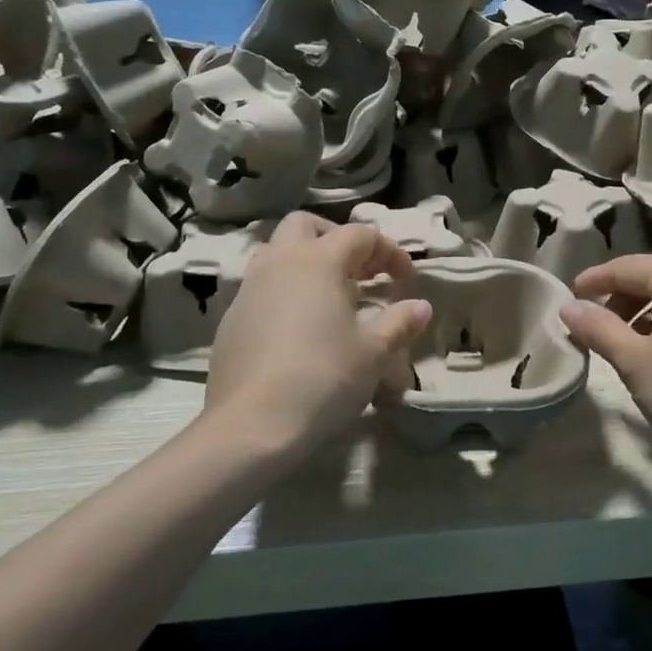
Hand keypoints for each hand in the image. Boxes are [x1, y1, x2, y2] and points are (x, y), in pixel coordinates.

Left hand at [203, 214, 430, 461]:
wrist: (252, 425)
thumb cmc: (323, 379)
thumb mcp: (373, 353)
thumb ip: (398, 323)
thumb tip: (421, 307)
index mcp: (319, 261)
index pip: (359, 235)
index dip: (388, 251)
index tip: (405, 278)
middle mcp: (280, 262)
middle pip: (306, 226)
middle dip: (336, 238)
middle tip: (360, 270)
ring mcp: (249, 288)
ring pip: (276, 251)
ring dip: (305, 260)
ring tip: (328, 294)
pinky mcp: (230, 318)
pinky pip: (260, 286)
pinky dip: (283, 290)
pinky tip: (297, 326)